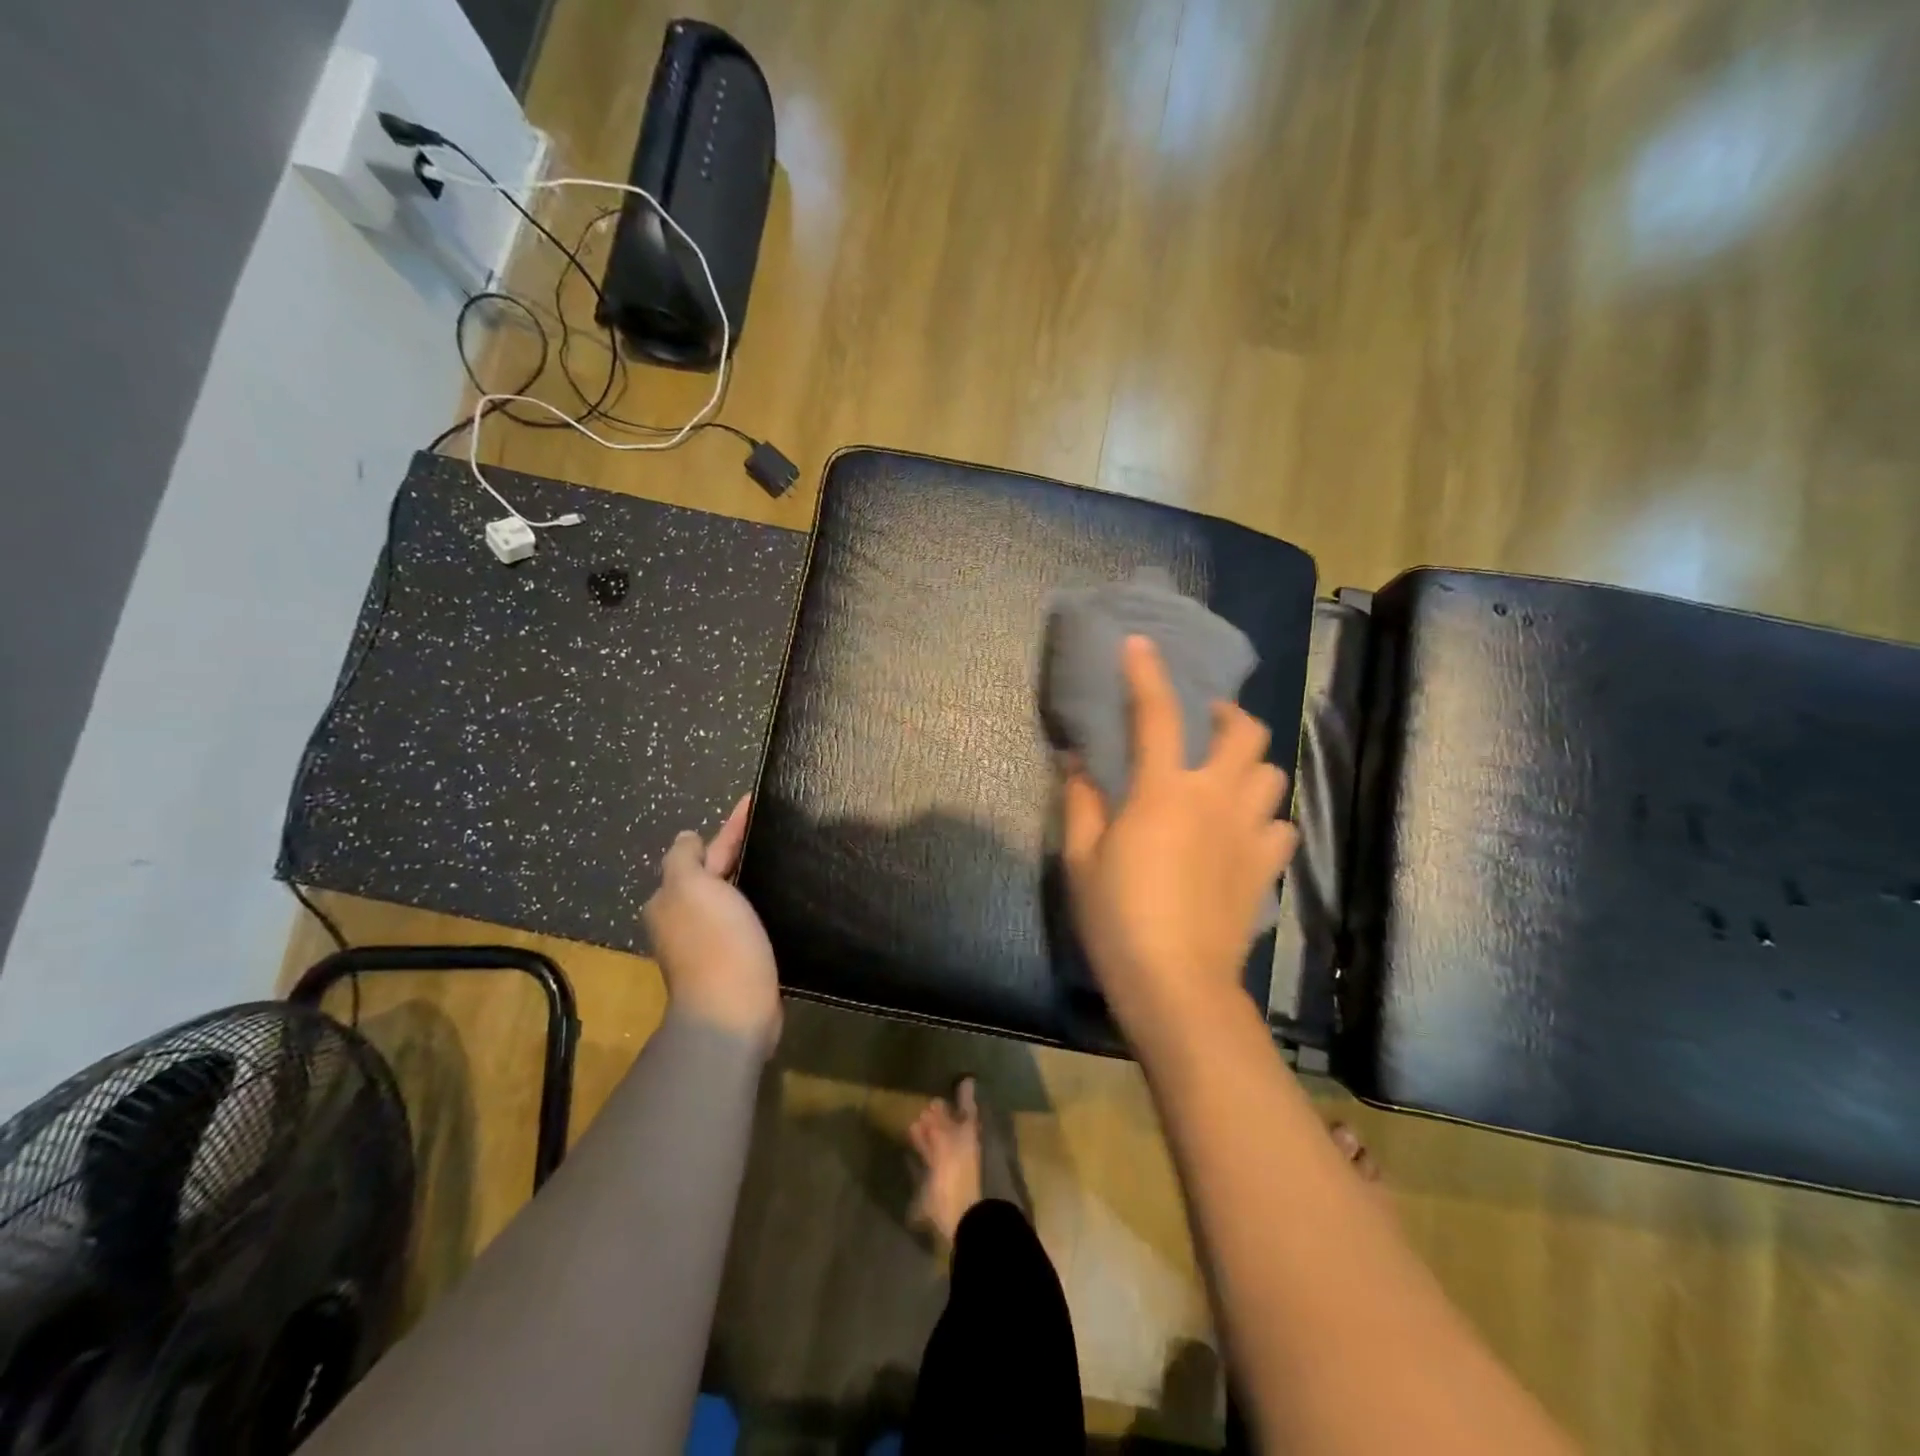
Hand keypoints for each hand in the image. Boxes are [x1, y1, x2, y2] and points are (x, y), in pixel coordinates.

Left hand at [642, 794, 781, 1053]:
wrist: (734, 1010)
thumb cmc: (715, 942)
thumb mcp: (691, 887)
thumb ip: (683, 858)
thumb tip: (686, 838)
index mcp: (672, 898)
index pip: (700, 851)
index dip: (729, 826)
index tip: (755, 803)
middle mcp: (684, 919)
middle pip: (714, 874)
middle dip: (737, 851)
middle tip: (774, 830)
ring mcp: (709, 942)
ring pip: (730, 897)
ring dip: (748, 878)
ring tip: (781, 860)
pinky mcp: (736, 960)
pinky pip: (746, 921)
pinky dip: (759, 905)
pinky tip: (779, 899)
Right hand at [1062, 636, 1297, 1049]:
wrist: (1176, 984)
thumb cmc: (1118, 918)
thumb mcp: (1081, 859)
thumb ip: (1081, 802)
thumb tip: (1076, 761)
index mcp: (1162, 791)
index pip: (1155, 714)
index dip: (1146, 672)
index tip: (1140, 644)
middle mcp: (1214, 798)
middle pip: (1244, 733)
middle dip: (1226, 716)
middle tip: (1204, 725)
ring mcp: (1248, 833)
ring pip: (1270, 774)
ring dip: (1248, 766)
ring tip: (1225, 779)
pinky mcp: (1266, 868)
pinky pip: (1280, 826)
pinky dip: (1264, 819)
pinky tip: (1242, 833)